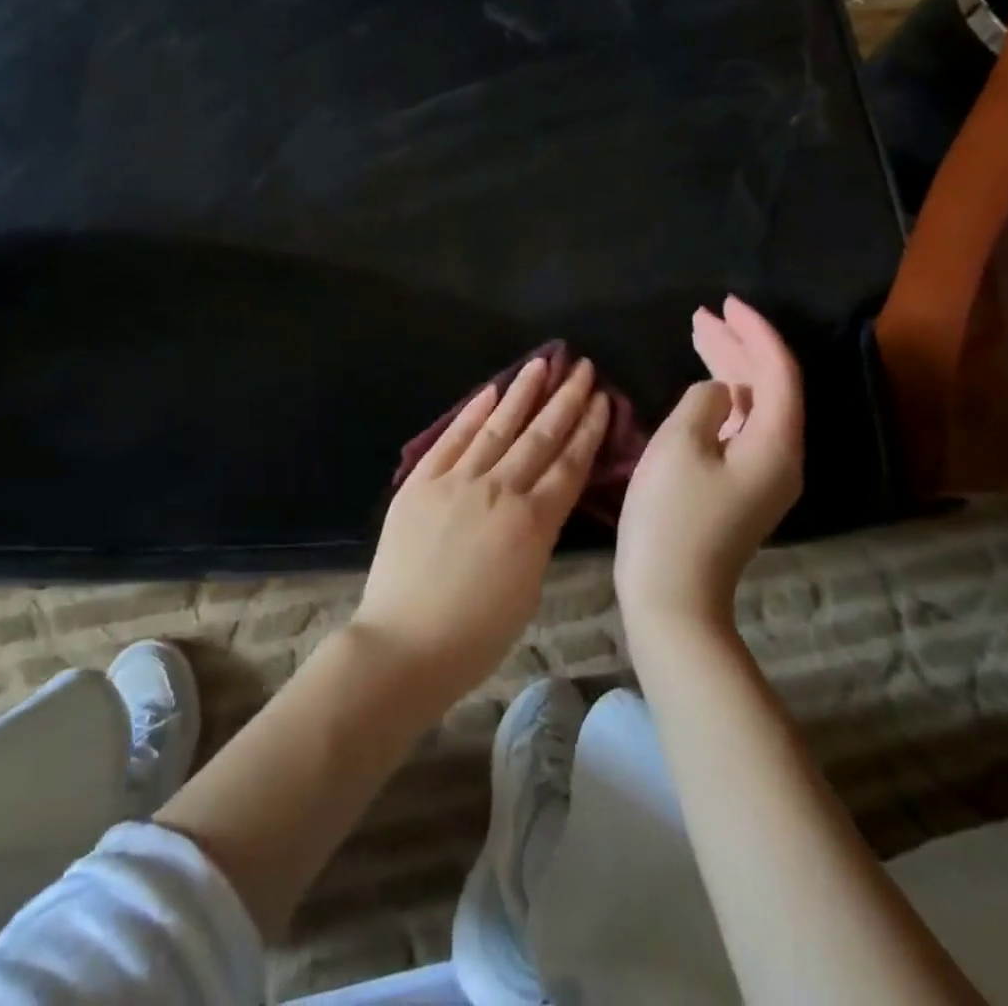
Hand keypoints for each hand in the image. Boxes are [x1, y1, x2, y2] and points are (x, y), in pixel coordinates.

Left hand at [355, 355, 610, 704]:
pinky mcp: (420, 483)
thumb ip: (537, 537)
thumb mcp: (528, 589)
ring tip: (541, 363)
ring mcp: (456, 482)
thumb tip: (540, 504)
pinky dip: (471, 414)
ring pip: (497, 427)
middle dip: (564, 399)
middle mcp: (499, 491)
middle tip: (582, 368)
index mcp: (533, 523)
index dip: (588, 429)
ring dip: (522, 393)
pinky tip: (489, 392)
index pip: (569, 464)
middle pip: (539, 436)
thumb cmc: (475, 635)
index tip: (602, 399)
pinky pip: (451, 440)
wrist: (405, 643)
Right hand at [615, 296, 803, 633]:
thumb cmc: (672, 516)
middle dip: (738, 345)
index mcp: (776, 442)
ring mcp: (764, 475)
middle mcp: (782, 455)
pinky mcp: (743, 488)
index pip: (777, 370)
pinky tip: (702, 387)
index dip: (754, 331)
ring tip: (698, 335)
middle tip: (703, 315)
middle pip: (768, 385)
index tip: (725, 303)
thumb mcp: (680, 444)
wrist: (672, 595)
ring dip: (729, 369)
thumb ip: (703, 401)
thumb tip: (717, 392)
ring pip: (753, 406)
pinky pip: (741, 427)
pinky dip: (722, 399)